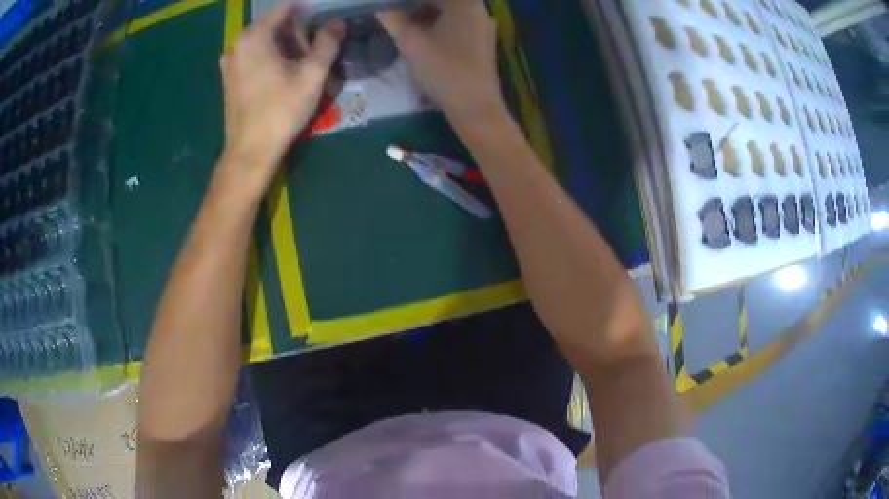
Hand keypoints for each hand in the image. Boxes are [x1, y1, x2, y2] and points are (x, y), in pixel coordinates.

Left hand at [219, 7, 343, 191]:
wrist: (250, 152)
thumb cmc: (281, 110)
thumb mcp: (312, 74)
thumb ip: (327, 43)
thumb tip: (336, 24)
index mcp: (254, 36)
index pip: (286, 9)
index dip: (308, 13)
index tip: (323, 26)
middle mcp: (237, 44)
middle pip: (274, 26)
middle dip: (297, 35)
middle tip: (315, 55)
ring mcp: (230, 63)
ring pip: (265, 43)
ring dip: (286, 49)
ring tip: (303, 69)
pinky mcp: (229, 79)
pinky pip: (254, 58)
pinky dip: (272, 60)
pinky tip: (284, 79)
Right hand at [377, 0, 504, 123]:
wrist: (475, 107)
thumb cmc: (443, 70)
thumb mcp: (411, 42)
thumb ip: (392, 19)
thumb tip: (379, 6)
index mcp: (464, 2)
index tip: (390, 4)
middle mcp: (478, 8)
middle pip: (442, 0)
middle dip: (414, 3)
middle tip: (392, 10)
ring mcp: (482, 25)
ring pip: (448, 9)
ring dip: (424, 11)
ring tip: (400, 20)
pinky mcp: (481, 40)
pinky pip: (455, 22)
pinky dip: (436, 22)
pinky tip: (419, 33)